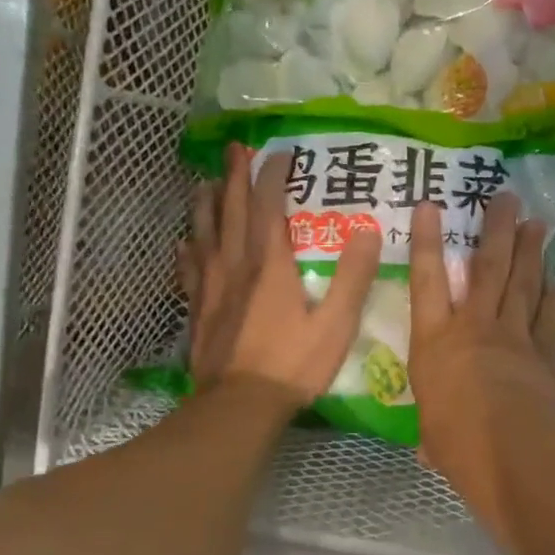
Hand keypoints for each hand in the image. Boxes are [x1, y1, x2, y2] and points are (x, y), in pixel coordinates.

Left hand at [179, 145, 381, 405]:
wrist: (238, 406)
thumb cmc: (292, 365)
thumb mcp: (336, 324)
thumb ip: (353, 277)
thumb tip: (369, 231)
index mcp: (270, 264)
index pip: (269, 206)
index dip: (274, 176)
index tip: (281, 152)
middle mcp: (236, 265)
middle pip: (232, 210)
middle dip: (235, 176)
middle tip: (235, 149)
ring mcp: (211, 287)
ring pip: (205, 233)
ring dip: (206, 204)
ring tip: (206, 182)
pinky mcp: (198, 309)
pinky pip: (190, 269)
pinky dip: (188, 250)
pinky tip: (185, 244)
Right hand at [408, 194, 554, 538]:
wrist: (511, 452)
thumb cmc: (456, 443)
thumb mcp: (432, 436)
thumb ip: (432, 432)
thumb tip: (429, 448)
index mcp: (435, 342)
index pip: (427, 281)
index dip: (428, 241)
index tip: (431, 205)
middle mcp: (474, 327)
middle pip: (488, 268)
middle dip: (497, 229)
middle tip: (507, 197)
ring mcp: (513, 337)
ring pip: (523, 284)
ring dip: (530, 252)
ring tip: (537, 224)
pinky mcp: (544, 355)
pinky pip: (549, 318)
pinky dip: (552, 298)